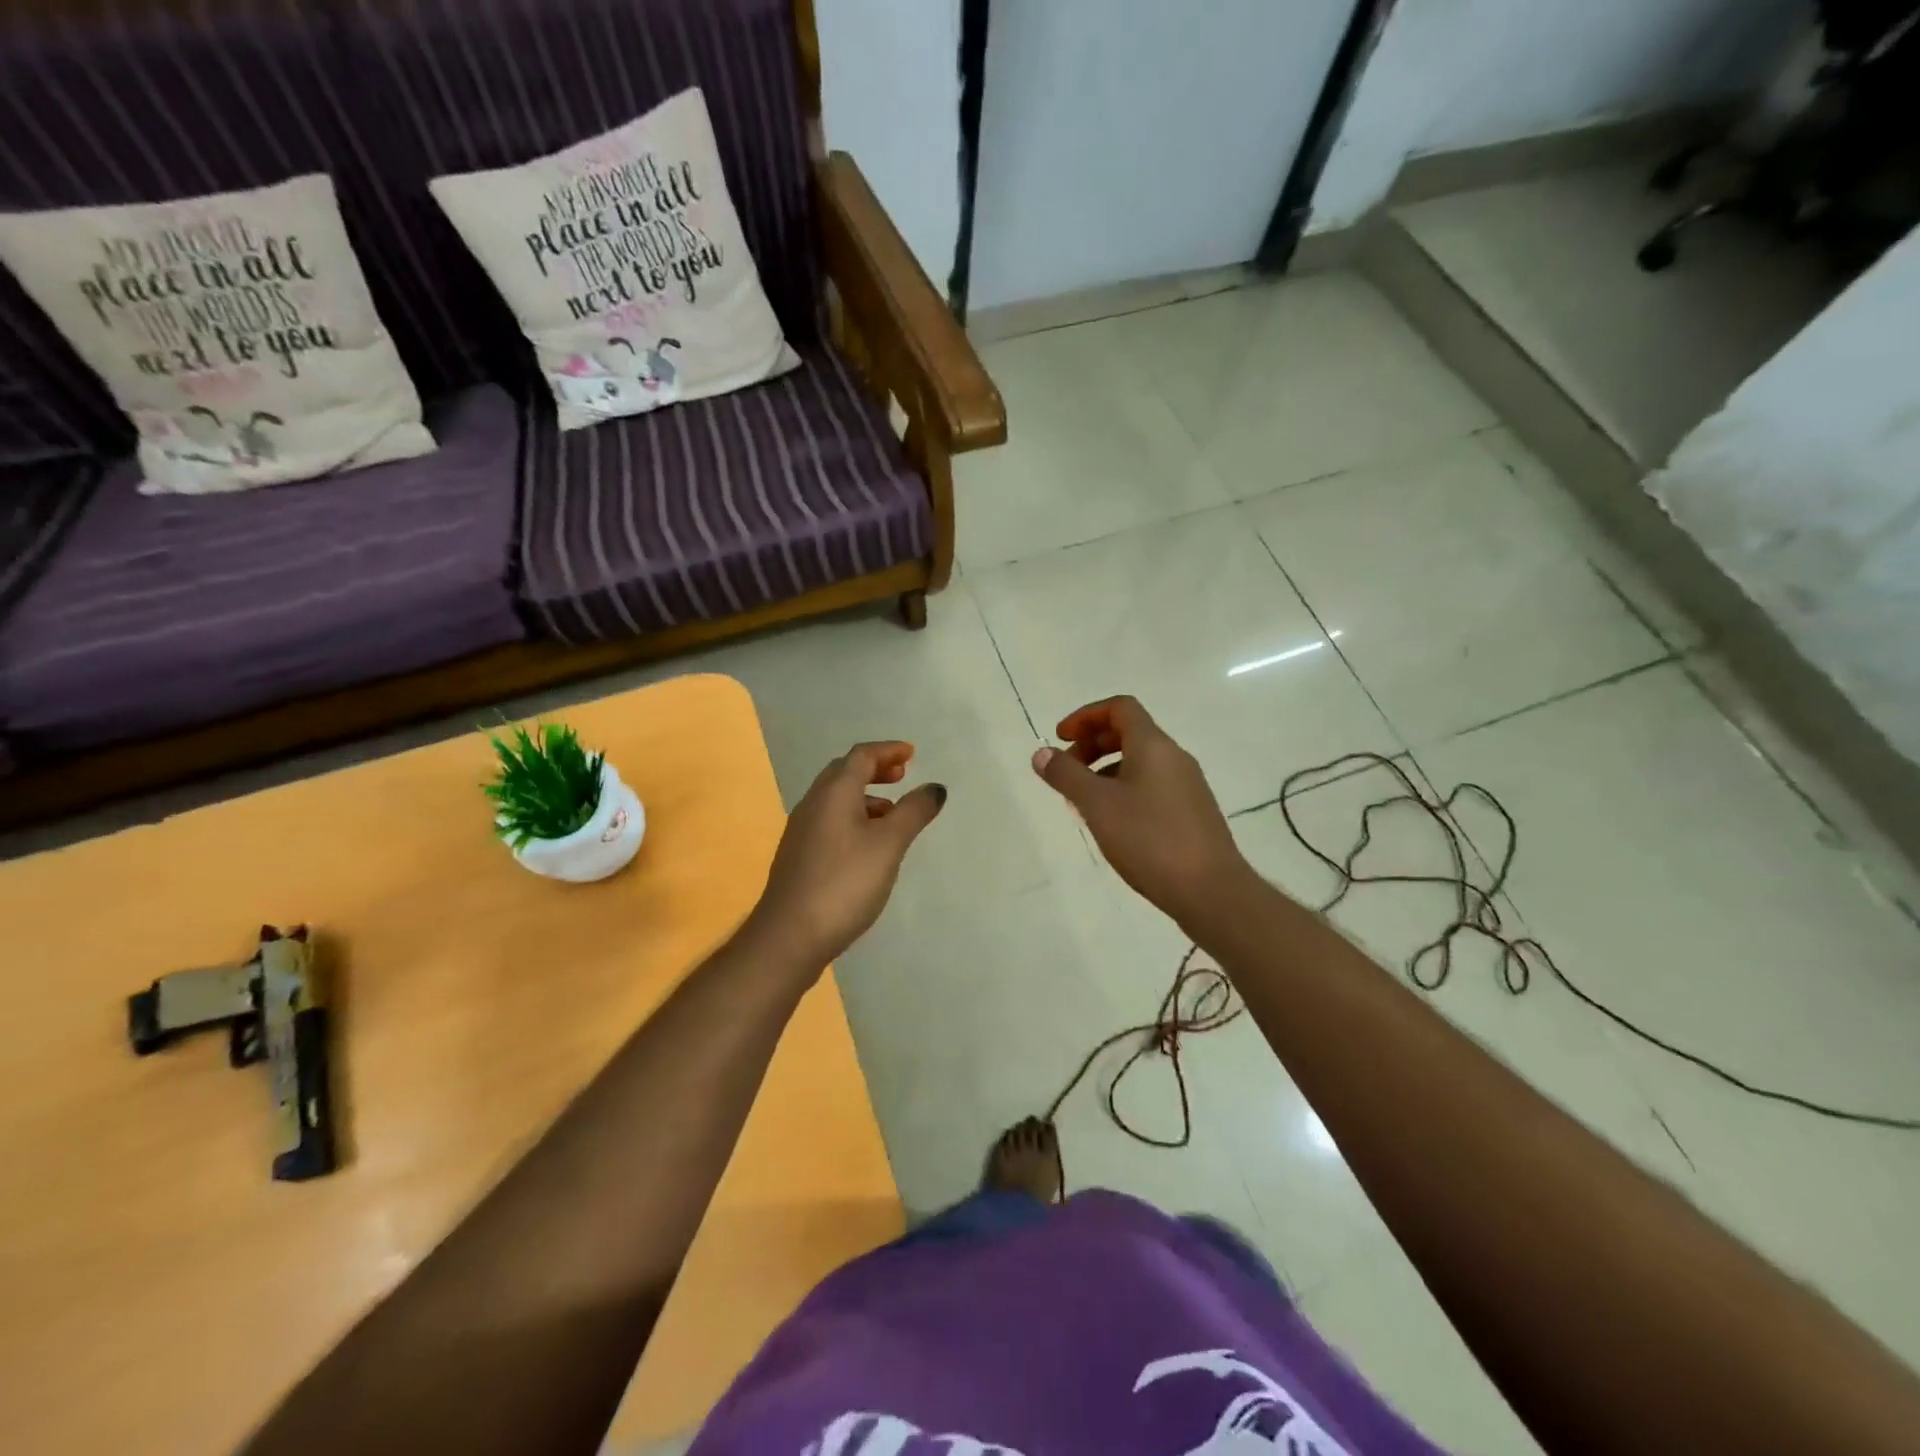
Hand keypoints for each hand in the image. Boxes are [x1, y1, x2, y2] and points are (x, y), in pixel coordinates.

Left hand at [750, 742, 945, 969]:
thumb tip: (934, 787)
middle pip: (844, 773)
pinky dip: (854, 818)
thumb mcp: (889, 844)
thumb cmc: (845, 882)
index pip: (861, 756)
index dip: (888, 751)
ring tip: (892, 814)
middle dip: (874, 769)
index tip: (911, 754)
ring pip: (836, 799)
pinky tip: (868, 846)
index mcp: (834, 793)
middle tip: (901, 776)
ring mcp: (802, 831)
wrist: (789, 936)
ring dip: (865, 796)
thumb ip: (913, 812)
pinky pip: (830, 821)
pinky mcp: (799, 857)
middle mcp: (813, 804)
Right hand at [1032, 696, 1248, 924]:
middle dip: (1092, 745)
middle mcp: (1174, 757)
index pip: (1120, 708)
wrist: (1210, 890)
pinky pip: (1152, 786)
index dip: (1086, 716)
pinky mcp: (1192, 813)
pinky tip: (1112, 824)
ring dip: (1106, 771)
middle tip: (1066, 772)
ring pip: (1140, 762)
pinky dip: (1124, 790)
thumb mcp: (1097, 805)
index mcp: (1153, 746)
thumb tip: (1041, 753)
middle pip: (1129, 733)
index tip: (1061, 739)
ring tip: (1082, 803)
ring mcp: (1187, 786)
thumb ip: (1066, 775)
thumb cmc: (1149, 839)